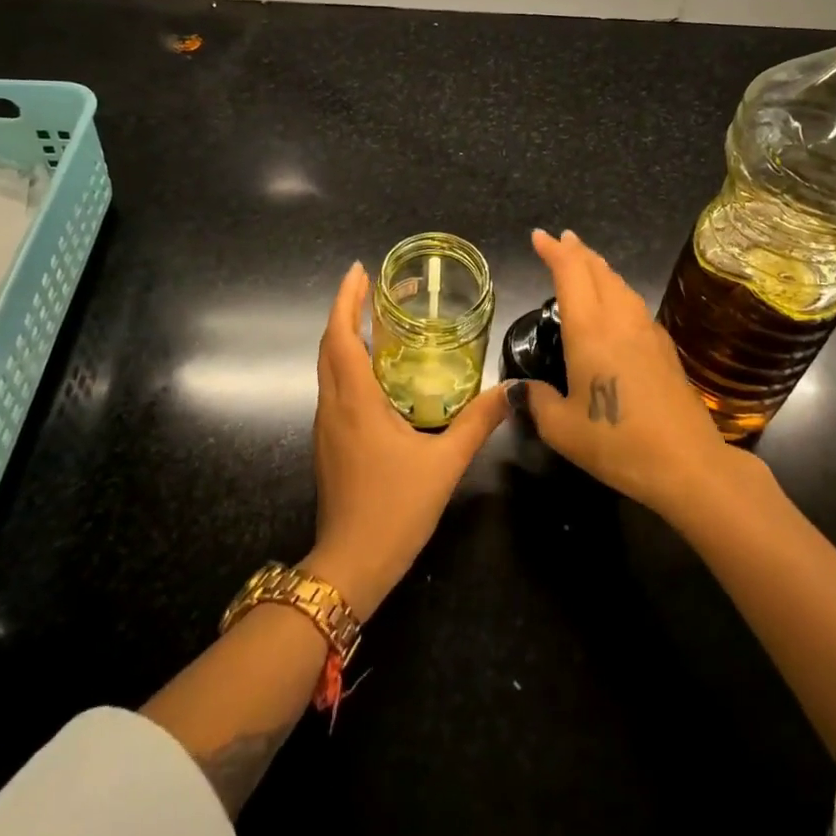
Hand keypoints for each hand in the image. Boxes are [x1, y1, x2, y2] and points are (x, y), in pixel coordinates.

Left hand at [305, 261, 508, 619]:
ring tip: (376, 320)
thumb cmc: (395, 509)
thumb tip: (510, 392)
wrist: (350, 566)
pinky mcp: (328, 444)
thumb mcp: (444, 463)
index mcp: (355, 401)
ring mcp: (326, 426)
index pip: (341, 336)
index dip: (346, 299)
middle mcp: (333, 405)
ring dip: (345, 336)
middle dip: (346, 310)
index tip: (359, 270)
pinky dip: (347, 364)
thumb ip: (477, 424)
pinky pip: (333, 388)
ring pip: (328, 367)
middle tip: (374, 286)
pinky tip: (376, 372)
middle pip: (330, 345)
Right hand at [515, 229, 741, 522]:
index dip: (554, 251)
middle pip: (598, 271)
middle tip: (561, 242)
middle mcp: (620, 321)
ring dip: (600, 268)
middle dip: (577, 252)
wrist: (688, 464)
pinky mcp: (666, 349)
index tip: (539, 237)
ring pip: (621, 285)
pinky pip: (635, 305)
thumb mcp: (562, 429)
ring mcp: (648, 332)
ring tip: (586, 264)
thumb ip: (537, 401)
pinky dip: (618, 291)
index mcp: (590, 330)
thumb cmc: (617, 442)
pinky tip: (617, 306)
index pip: (570, 274)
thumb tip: (520, 389)